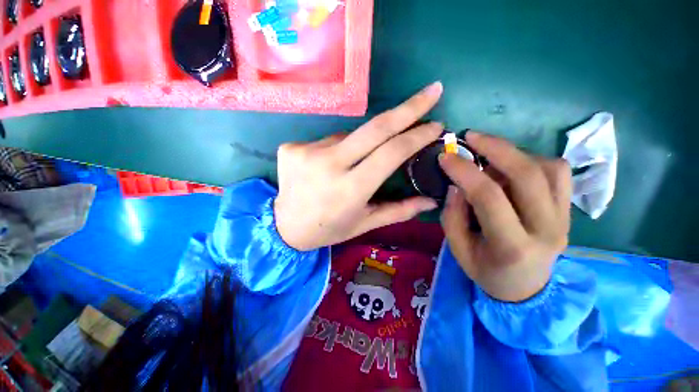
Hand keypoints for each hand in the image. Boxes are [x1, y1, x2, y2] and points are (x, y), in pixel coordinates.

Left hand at [274, 82, 443, 250]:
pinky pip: (327, 140)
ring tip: (353, 165)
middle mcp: (329, 165)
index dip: (417, 136)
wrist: (284, 227)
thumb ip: (397, 211)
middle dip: (408, 108)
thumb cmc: (328, 229)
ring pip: (349, 135)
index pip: (391, 152)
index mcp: (350, 189)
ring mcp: (306, 152)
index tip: (437, 124)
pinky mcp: (292, 147)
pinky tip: (329, 165)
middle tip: (432, 91)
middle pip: (375, 127)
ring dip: (362, 143)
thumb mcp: (364, 224)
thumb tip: (430, 201)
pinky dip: (338, 149)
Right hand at [439, 133, 571, 301]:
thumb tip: (456, 185)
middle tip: (471, 137)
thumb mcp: (458, 249)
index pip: (489, 197)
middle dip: (496, 148)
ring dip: (514, 154)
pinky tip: (513, 167)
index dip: (464, 171)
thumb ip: (453, 216)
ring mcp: (565, 218)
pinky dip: (534, 160)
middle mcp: (547, 229)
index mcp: (512, 246)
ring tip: (489, 156)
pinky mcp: (570, 210)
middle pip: (527, 174)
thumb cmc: (486, 271)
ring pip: (548, 167)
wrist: (526, 289)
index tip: (445, 157)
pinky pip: (559, 173)